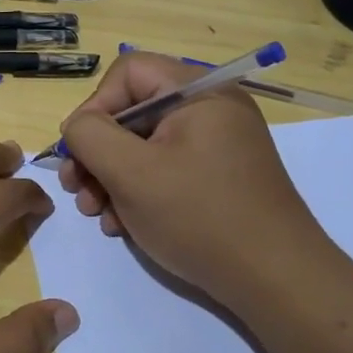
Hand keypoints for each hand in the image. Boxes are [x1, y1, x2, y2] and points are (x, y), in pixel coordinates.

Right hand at [56, 52, 333, 313]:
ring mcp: (217, 145)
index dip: (94, 107)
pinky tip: (123, 225)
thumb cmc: (199, 217)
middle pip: (133, 111)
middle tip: (77, 190)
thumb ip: (91, 136)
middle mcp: (211, 109)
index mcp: (198, 92)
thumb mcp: (131, 173)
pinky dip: (138, 192)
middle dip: (97, 152)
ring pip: (144, 145)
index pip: (128, 72)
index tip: (78, 152)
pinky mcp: (218, 177)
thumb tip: (77, 126)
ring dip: (111, 177)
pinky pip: (166, 169)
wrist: (276, 280)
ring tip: (97, 214)